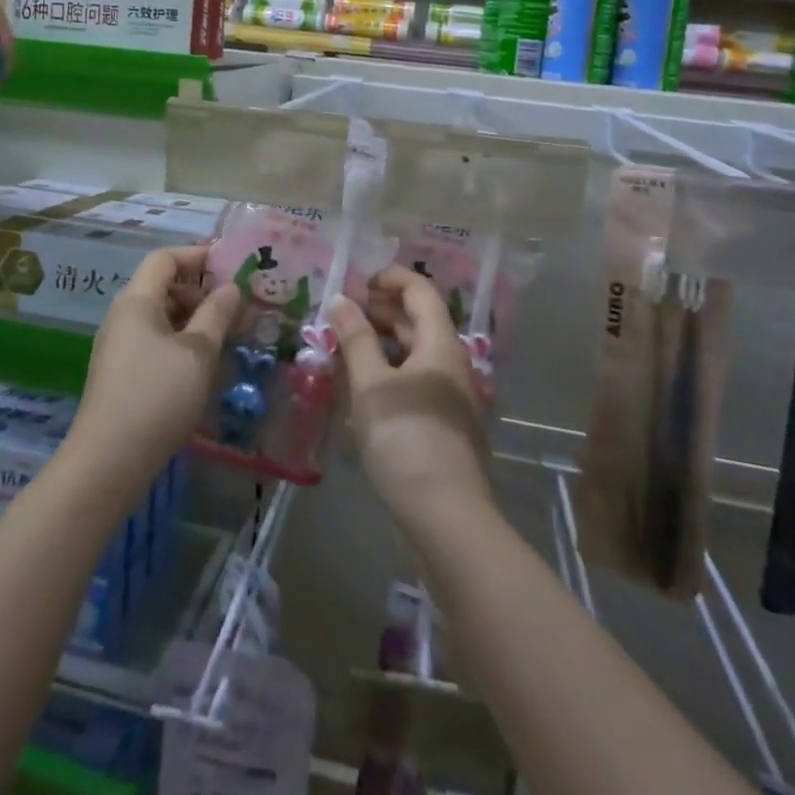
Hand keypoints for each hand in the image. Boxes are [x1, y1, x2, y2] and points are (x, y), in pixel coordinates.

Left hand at [66, 245, 238, 497]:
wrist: (108, 462)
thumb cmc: (157, 396)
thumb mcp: (197, 353)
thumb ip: (216, 315)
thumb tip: (230, 287)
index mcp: (137, 301)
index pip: (165, 258)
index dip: (197, 255)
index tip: (230, 264)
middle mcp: (122, 316)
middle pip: (161, 285)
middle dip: (199, 289)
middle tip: (234, 305)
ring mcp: (118, 346)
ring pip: (159, 315)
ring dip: (192, 318)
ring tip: (224, 335)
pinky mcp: (120, 372)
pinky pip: (153, 340)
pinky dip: (179, 340)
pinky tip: (201, 363)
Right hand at [330, 264, 491, 533]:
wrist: (447, 516)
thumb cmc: (405, 438)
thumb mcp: (371, 385)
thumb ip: (355, 338)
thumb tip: (341, 299)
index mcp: (441, 344)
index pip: (420, 291)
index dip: (391, 278)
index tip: (358, 281)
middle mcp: (452, 363)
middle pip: (420, 321)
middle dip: (383, 310)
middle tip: (344, 314)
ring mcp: (452, 396)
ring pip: (417, 353)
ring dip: (384, 342)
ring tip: (347, 347)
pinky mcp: (446, 424)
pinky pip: (417, 380)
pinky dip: (391, 371)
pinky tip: (365, 389)